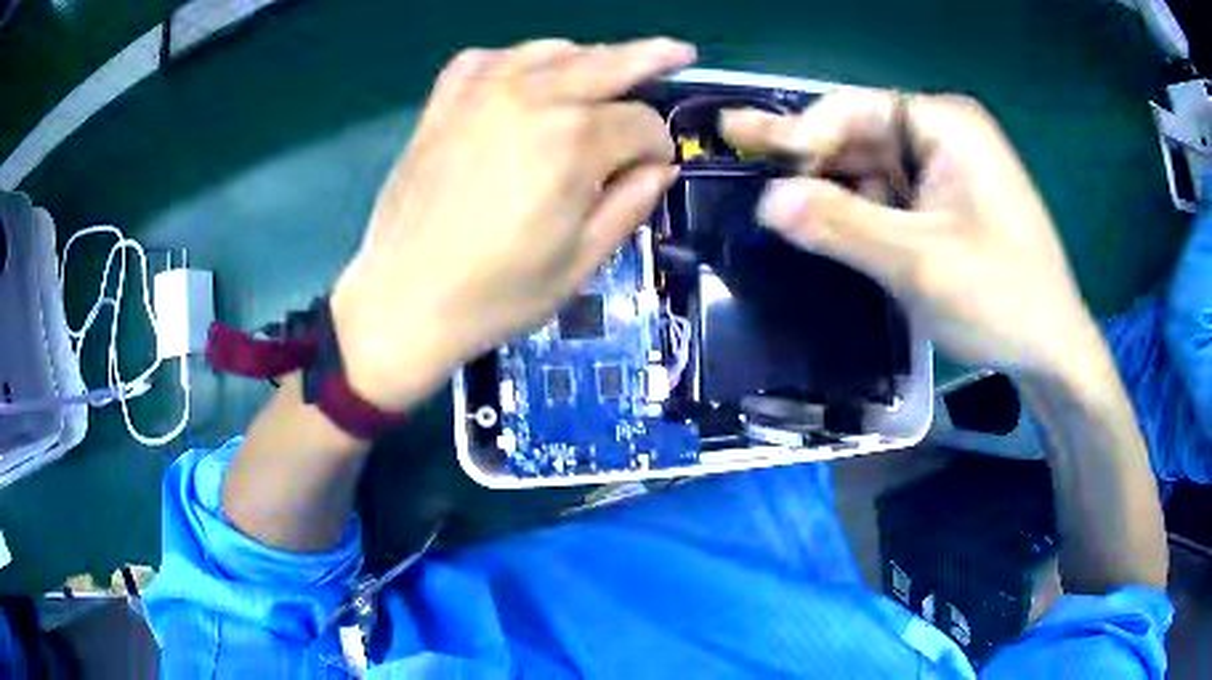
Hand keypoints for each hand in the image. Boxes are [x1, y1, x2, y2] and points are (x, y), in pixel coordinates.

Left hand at [331, 38, 695, 409]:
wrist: (404, 300)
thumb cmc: (497, 294)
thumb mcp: (582, 261)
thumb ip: (631, 204)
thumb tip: (661, 168)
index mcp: (575, 142)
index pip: (641, 122)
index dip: (658, 145)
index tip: (654, 168)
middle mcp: (533, 98)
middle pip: (608, 62)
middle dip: (652, 58)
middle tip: (680, 51)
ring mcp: (481, 93)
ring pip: (552, 50)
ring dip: (588, 57)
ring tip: (606, 69)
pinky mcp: (444, 102)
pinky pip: (490, 58)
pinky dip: (518, 60)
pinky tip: (528, 76)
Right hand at [721, 89, 1102, 378]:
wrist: (1051, 349)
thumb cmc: (1000, 299)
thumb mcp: (919, 263)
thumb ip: (842, 225)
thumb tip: (766, 201)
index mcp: (946, 125)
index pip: (855, 108)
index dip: (801, 131)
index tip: (750, 156)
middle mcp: (944, 134)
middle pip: (860, 134)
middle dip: (808, 154)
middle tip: (737, 146)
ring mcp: (946, 169)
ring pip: (870, 167)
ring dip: (829, 186)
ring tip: (770, 194)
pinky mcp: (945, 203)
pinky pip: (888, 194)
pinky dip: (856, 210)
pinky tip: (823, 221)